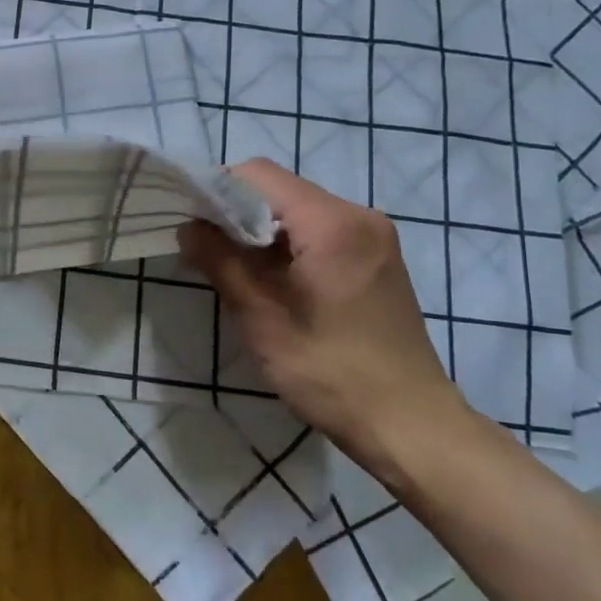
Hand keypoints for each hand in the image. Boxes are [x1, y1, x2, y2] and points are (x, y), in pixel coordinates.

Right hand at [178, 158, 461, 462]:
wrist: (412, 426)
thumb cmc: (331, 372)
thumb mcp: (262, 318)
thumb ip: (221, 262)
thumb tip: (188, 227)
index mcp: (332, 222)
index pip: (259, 174)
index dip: (218, 190)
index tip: (193, 223)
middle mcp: (359, 215)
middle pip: (280, 190)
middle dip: (238, 213)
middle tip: (208, 252)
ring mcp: (374, 236)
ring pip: (300, 211)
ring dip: (263, 232)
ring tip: (238, 271)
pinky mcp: (379, 258)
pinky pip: (322, 231)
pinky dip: (290, 245)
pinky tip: (276, 282)